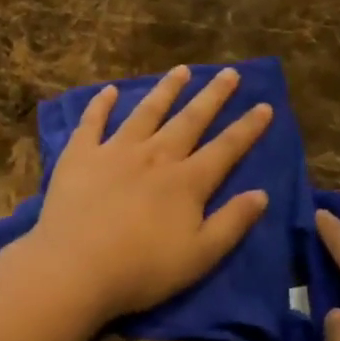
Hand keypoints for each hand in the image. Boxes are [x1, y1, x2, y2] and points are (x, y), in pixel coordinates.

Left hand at [24, 66, 272, 325]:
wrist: (75, 268)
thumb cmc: (141, 270)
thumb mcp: (200, 256)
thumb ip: (232, 223)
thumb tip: (261, 194)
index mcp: (187, 182)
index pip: (226, 148)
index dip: (248, 128)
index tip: (264, 105)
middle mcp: (155, 156)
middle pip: (190, 120)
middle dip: (213, 96)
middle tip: (230, 72)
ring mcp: (115, 151)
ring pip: (147, 111)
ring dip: (166, 90)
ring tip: (181, 70)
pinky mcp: (80, 155)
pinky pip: (93, 121)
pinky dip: (102, 104)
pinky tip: (110, 90)